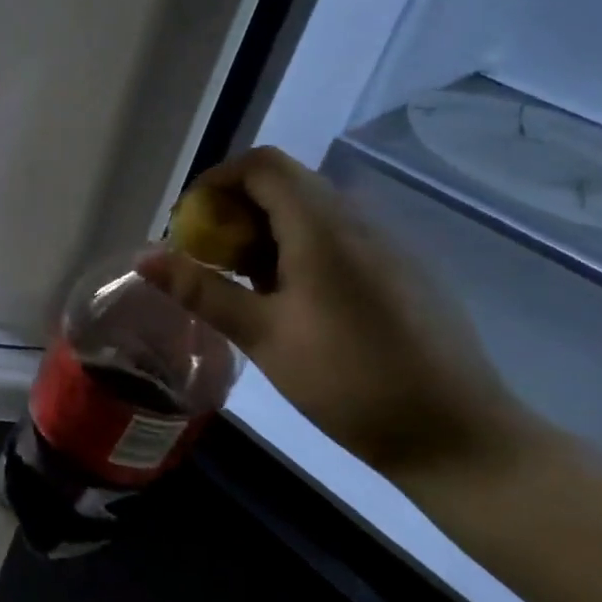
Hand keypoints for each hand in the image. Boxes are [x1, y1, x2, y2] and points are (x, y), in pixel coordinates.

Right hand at [142, 148, 535, 484]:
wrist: (459, 437)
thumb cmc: (349, 381)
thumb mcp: (262, 336)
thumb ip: (201, 290)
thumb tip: (143, 256)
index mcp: (323, 228)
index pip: (262, 165)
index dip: (216, 181)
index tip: (189, 225)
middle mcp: (358, 223)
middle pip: (285, 184)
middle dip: (234, 211)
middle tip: (208, 261)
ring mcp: (387, 246)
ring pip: (311, 211)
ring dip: (264, 232)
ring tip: (243, 286)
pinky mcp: (402, 272)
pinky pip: (337, 238)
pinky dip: (297, 250)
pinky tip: (292, 304)